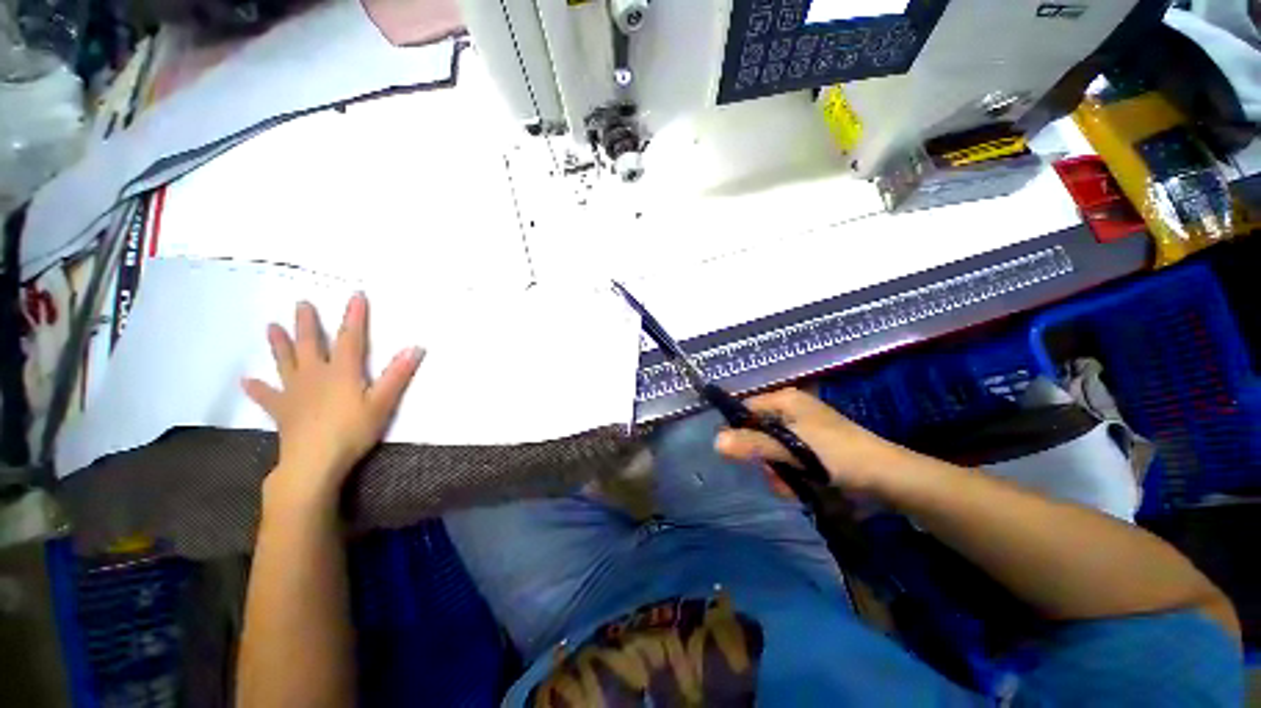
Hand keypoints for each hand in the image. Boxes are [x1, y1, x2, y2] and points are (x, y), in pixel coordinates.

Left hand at [242, 293, 422, 508]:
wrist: (314, 462)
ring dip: (279, 344)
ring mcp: (295, 392)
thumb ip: (398, 375)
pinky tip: (247, 381)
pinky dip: (258, 388)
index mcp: (341, 371)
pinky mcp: (283, 410)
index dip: (355, 316)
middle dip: (308, 323)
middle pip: (311, 344)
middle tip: (301, 304)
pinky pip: (268, 396)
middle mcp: (315, 375)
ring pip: (285, 362)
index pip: (351, 338)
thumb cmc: (352, 431)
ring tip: (271, 327)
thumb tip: (416, 347)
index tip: (356, 295)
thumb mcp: (382, 403)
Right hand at [713, 388, 908, 492]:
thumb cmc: (838, 455)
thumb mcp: (792, 449)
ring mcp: (801, 430)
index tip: (737, 454)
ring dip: (776, 471)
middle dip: (762, 458)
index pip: (746, 408)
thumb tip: (715, 441)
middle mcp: (790, 411)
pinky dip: (789, 474)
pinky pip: (786, 459)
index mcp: (785, 400)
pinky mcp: (811, 448)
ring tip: (791, 486)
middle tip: (773, 475)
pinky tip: (799, 488)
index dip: (737, 430)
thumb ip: (754, 445)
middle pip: (757, 432)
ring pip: (771, 450)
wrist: (887, 478)